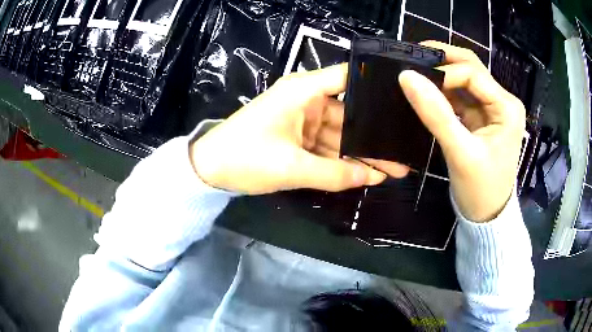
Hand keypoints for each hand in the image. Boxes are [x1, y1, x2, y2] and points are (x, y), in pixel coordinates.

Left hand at [189, 64, 408, 194]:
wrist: (209, 169)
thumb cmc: (245, 158)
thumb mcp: (292, 167)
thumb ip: (335, 173)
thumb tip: (373, 178)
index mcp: (303, 91)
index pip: (348, 78)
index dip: (375, 86)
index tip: (402, 102)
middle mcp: (306, 100)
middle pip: (349, 114)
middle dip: (373, 136)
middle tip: (403, 151)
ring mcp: (302, 119)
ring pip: (339, 134)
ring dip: (361, 153)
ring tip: (393, 168)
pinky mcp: (297, 137)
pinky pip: (326, 147)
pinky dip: (341, 160)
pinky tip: (366, 172)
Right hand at [380, 41, 525, 221]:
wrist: (487, 215)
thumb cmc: (480, 189)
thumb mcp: (460, 153)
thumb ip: (435, 115)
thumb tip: (406, 77)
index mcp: (506, 107)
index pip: (472, 73)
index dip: (444, 73)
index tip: (416, 82)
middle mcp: (502, 101)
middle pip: (471, 67)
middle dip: (442, 59)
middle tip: (411, 57)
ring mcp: (491, 108)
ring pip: (464, 78)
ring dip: (440, 75)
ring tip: (414, 74)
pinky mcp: (480, 117)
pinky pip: (460, 95)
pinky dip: (442, 91)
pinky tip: (426, 93)